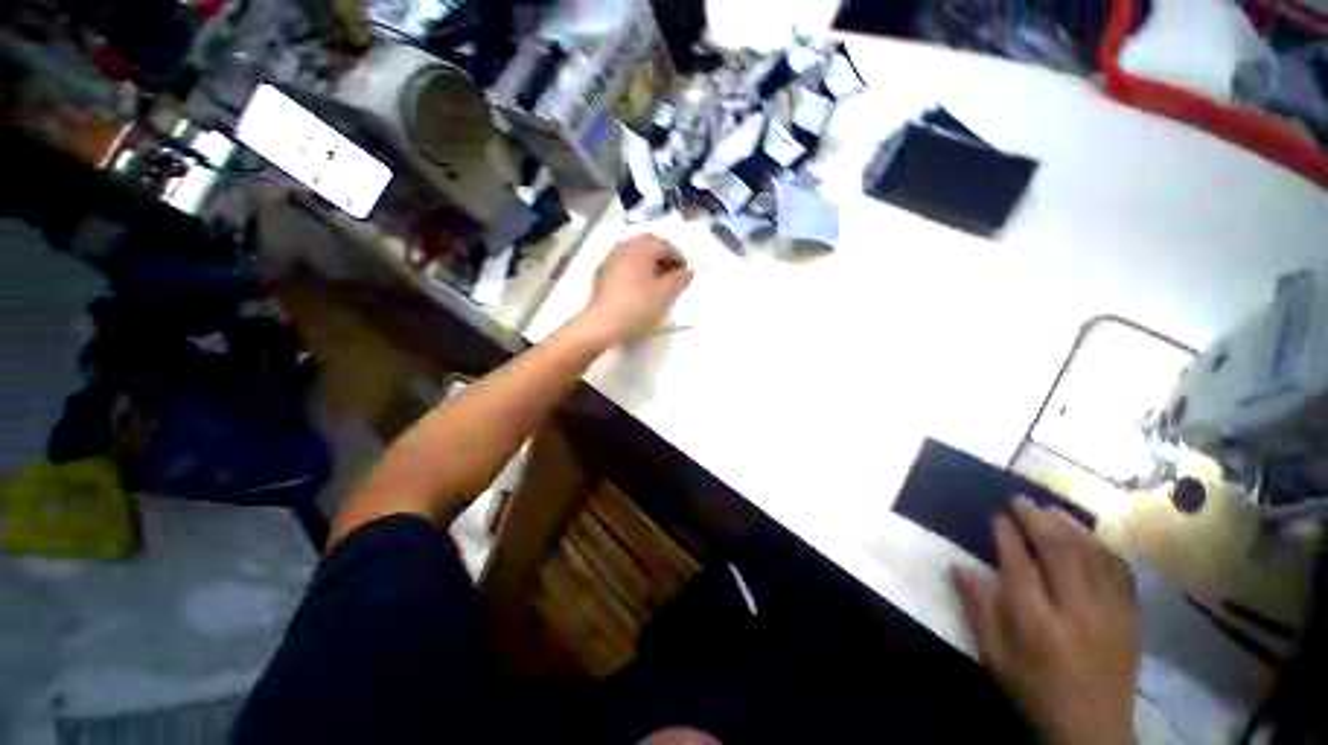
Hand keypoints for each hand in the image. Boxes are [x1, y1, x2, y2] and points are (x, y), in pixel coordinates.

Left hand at [580, 234, 692, 344]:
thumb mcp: (664, 294)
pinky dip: (636, 268)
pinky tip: (640, 286)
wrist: (603, 323)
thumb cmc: (637, 306)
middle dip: (663, 256)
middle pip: (647, 244)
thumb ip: (679, 280)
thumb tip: (687, 272)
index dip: (678, 257)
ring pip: (634, 253)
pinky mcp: (602, 273)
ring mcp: (610, 259)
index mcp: (640, 248)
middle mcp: (624, 247)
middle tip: (673, 273)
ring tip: (658, 280)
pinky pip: (624, 263)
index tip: (686, 272)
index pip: (664, 245)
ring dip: (649, 262)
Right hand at [952, 497, 1139, 744]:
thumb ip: (978, 609)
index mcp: (1036, 623)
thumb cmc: (1034, 690)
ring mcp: (1109, 614)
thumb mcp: (994, 657)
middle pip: (1059, 552)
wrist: (1092, 729)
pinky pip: (1121, 573)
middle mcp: (1075, 612)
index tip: (997, 515)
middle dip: (1038, 520)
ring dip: (1071, 527)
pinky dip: (1104, 549)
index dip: (1007, 535)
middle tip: (1021, 500)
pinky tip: (1091, 537)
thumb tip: (959, 565)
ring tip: (1052, 508)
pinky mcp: (1130, 619)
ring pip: (1093, 556)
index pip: (1019, 565)